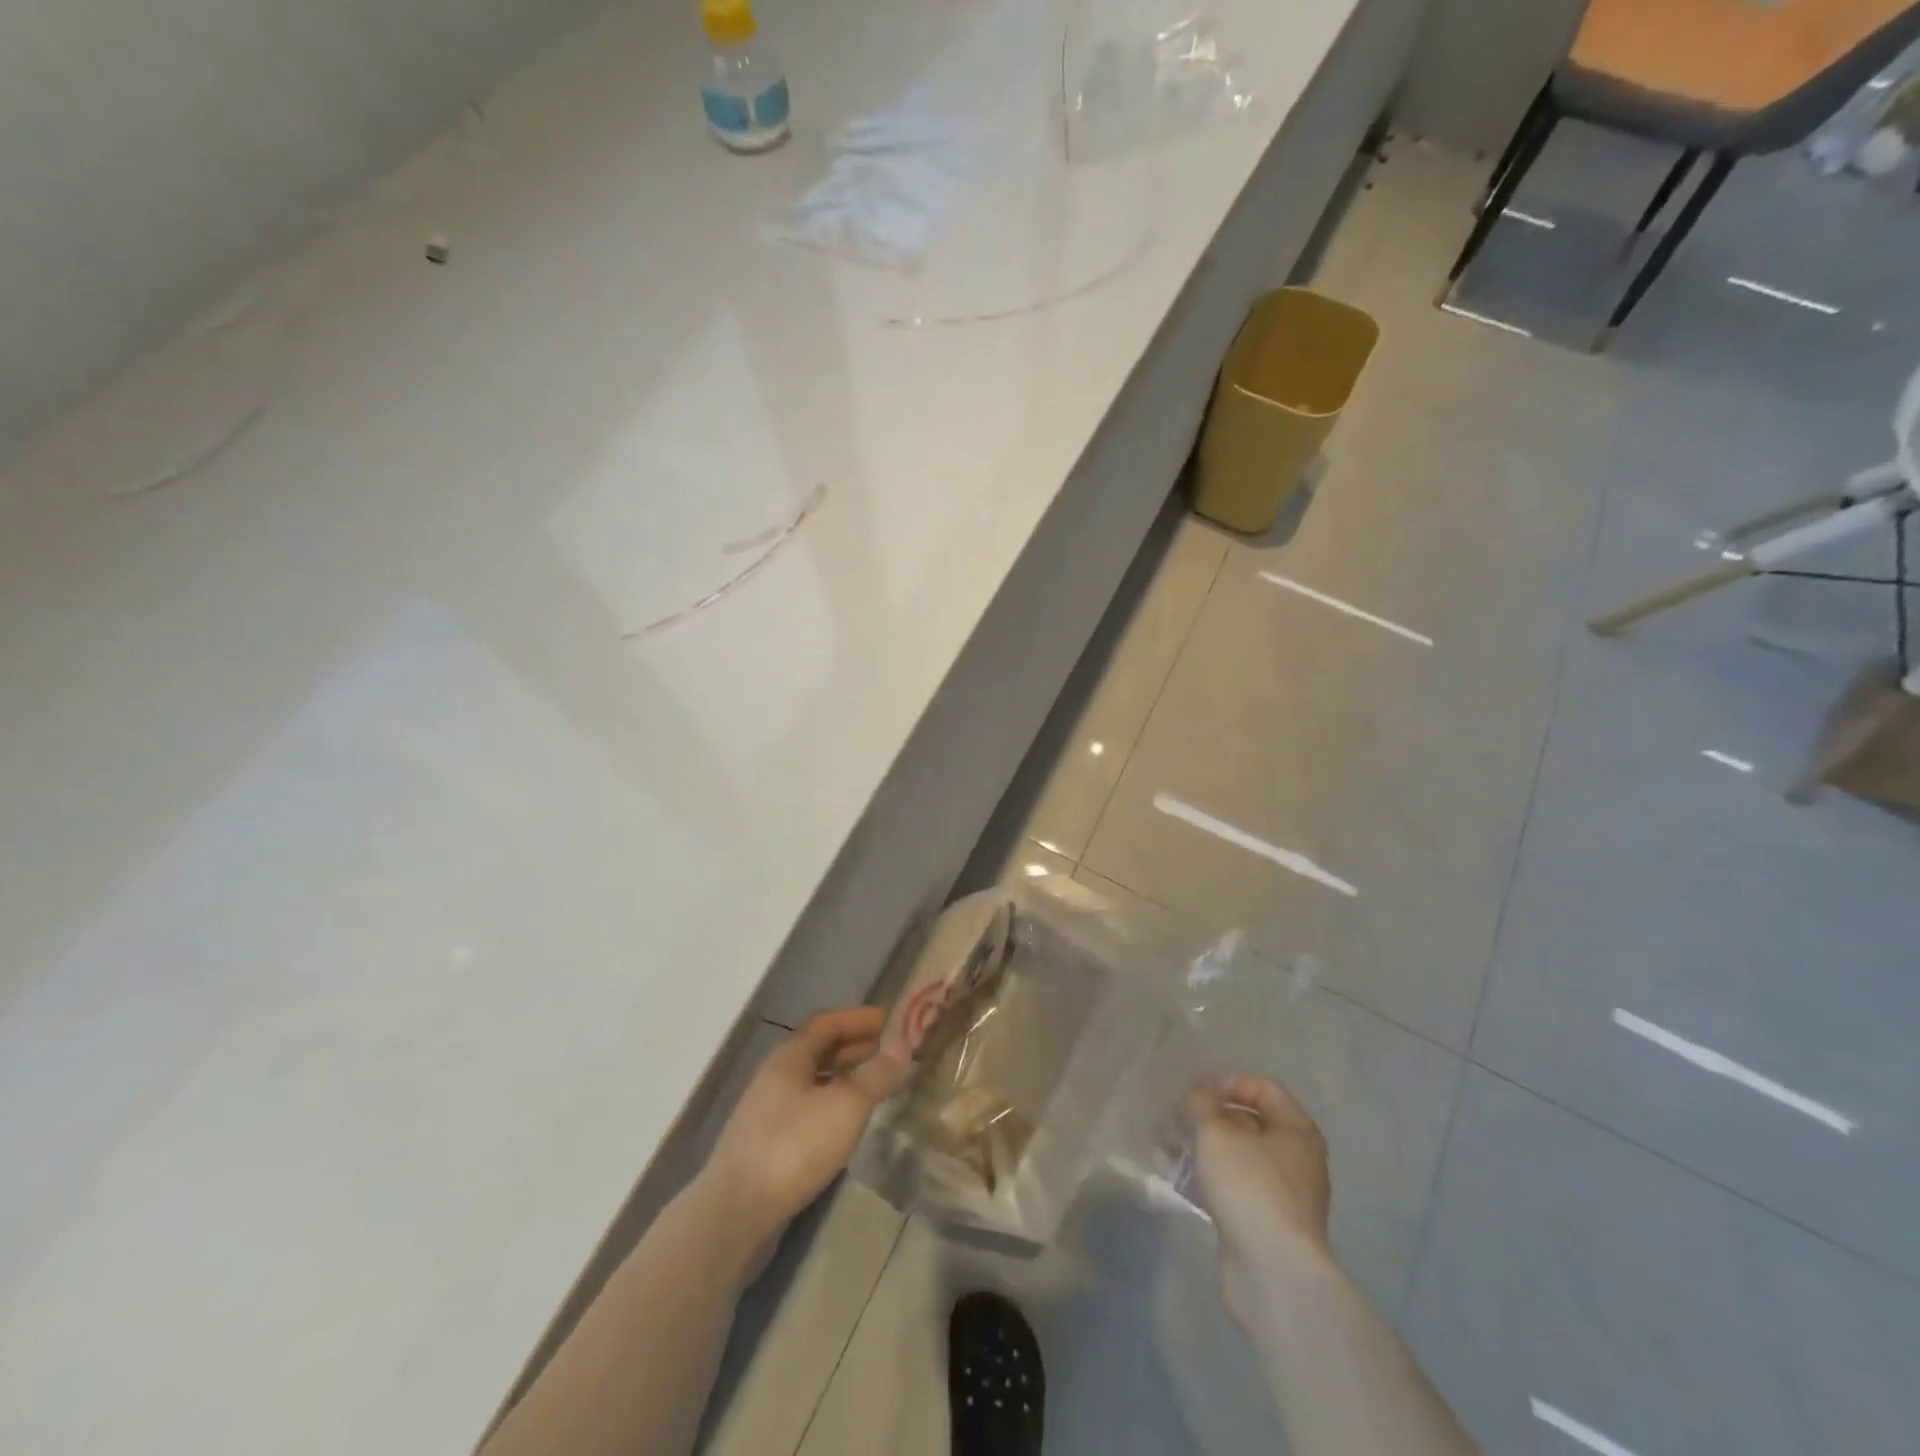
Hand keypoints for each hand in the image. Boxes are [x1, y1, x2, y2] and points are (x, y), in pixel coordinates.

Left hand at [703, 1007, 903, 1253]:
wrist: (736, 1210)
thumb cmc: (795, 1145)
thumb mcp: (846, 1106)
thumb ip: (876, 1074)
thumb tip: (902, 1044)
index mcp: (790, 1057)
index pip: (826, 1023)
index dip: (857, 1019)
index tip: (886, 1019)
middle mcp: (775, 1075)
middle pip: (817, 1049)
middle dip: (852, 1045)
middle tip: (884, 1049)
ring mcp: (766, 1109)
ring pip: (811, 1079)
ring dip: (841, 1074)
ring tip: (870, 1083)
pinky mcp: (764, 1141)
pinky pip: (805, 1105)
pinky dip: (829, 1100)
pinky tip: (842, 1121)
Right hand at [1187, 1075, 1332, 1330]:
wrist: (1272, 1273)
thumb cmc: (1250, 1187)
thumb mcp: (1215, 1132)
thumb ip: (1199, 1103)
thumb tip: (1196, 1096)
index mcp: (1296, 1129)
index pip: (1262, 1088)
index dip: (1226, 1082)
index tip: (1192, 1089)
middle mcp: (1296, 1158)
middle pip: (1247, 1121)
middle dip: (1207, 1116)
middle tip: (1174, 1117)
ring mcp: (1282, 1193)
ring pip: (1235, 1155)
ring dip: (1201, 1146)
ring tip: (1165, 1145)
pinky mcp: (1264, 1221)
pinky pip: (1232, 1185)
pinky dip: (1205, 1176)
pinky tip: (1173, 1175)